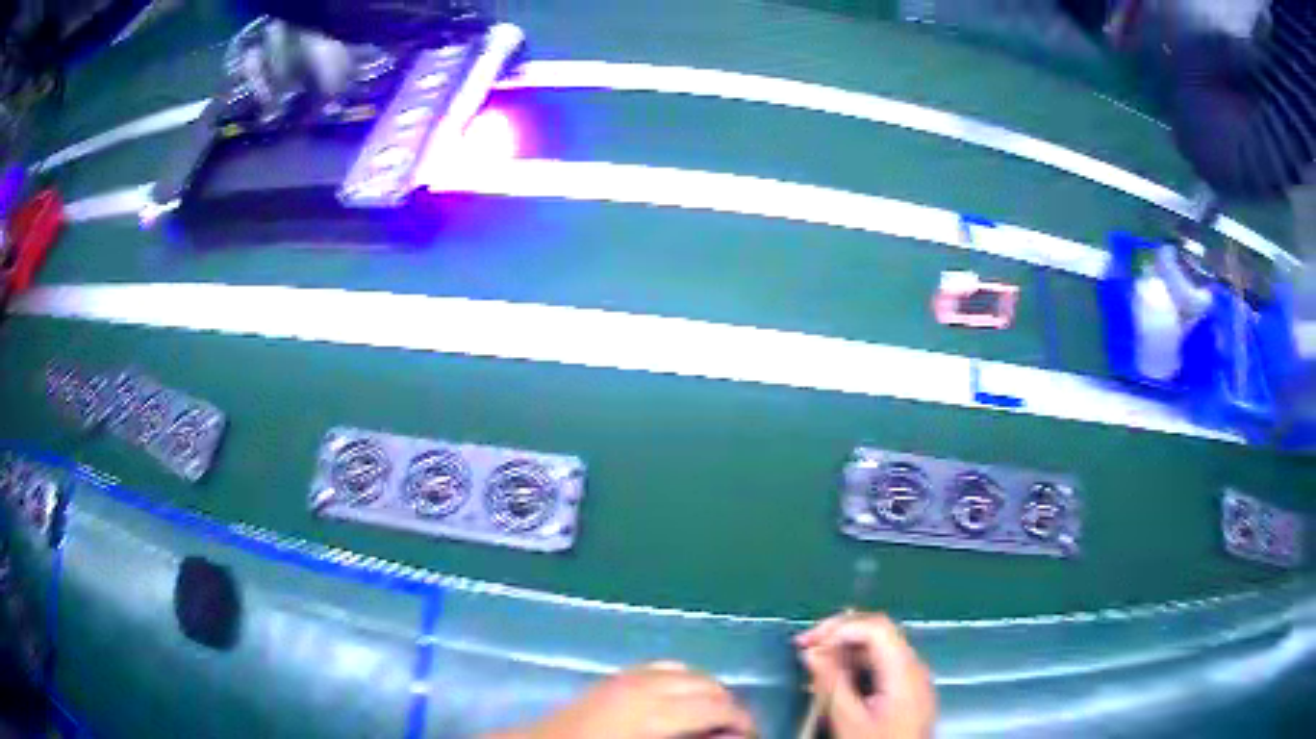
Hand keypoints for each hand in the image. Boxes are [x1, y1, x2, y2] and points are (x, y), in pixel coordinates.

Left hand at [491, 661, 757, 738]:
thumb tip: (729, 736)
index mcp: (655, 711)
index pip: (718, 707)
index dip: (743, 723)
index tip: (751, 737)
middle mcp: (645, 685)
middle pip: (707, 685)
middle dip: (728, 707)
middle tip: (735, 732)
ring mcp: (626, 677)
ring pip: (686, 672)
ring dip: (706, 692)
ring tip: (712, 718)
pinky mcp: (613, 678)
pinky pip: (659, 669)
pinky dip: (680, 681)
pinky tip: (679, 702)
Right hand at [795, 612, 936, 738]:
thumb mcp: (848, 720)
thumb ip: (831, 683)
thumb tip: (811, 651)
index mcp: (904, 669)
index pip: (875, 627)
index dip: (839, 627)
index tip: (806, 643)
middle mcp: (914, 666)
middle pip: (879, 631)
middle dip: (840, 633)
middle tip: (805, 646)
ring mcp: (914, 677)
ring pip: (880, 646)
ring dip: (846, 647)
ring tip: (815, 661)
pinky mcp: (909, 690)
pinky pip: (883, 663)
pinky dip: (858, 662)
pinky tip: (837, 676)